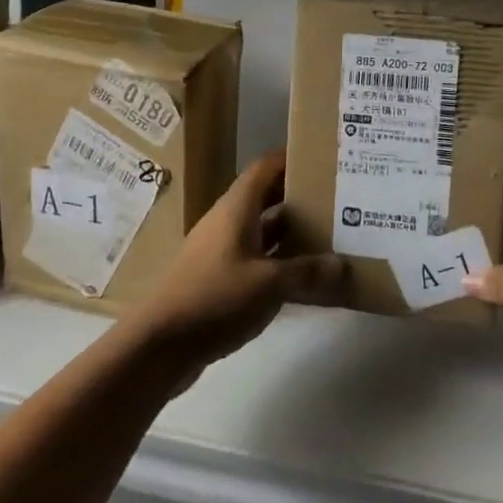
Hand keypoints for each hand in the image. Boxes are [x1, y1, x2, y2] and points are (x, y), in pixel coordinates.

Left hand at [127, 150, 350, 379]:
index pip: (265, 167)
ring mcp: (221, 251)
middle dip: (299, 195)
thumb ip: (307, 271)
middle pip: (266, 196)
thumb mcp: (269, 284)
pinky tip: (304, 275)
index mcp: (236, 208)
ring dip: (292, 230)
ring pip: (262, 229)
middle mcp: (228, 222)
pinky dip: (279, 260)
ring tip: (331, 232)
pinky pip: (256, 258)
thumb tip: (342, 263)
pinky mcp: (219, 278)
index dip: (292, 158)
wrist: (159, 345)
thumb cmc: (214, 299)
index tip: (324, 157)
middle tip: (338, 197)